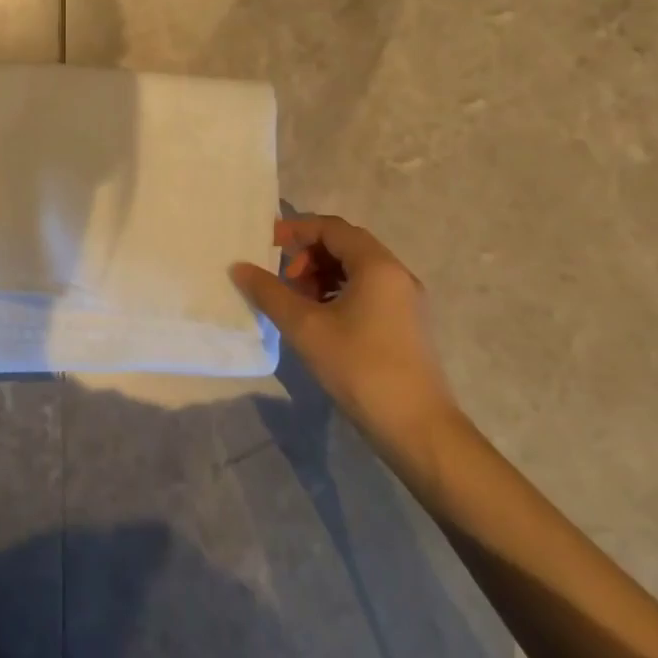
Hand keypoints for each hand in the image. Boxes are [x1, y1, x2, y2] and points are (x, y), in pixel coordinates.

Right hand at [230, 215, 459, 453]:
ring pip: (357, 270)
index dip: (297, 230)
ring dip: (323, 276)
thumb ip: (269, 292)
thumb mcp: (305, 327)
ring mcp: (406, 301)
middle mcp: (396, 275)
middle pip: (346, 246)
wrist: (418, 428)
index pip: (332, 228)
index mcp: (377, 266)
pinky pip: (368, 291)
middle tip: (284, 280)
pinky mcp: (407, 325)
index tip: (267, 245)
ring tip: (298, 303)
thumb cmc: (360, 368)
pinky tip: (321, 321)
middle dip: (309, 255)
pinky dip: (339, 293)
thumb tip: (239, 267)